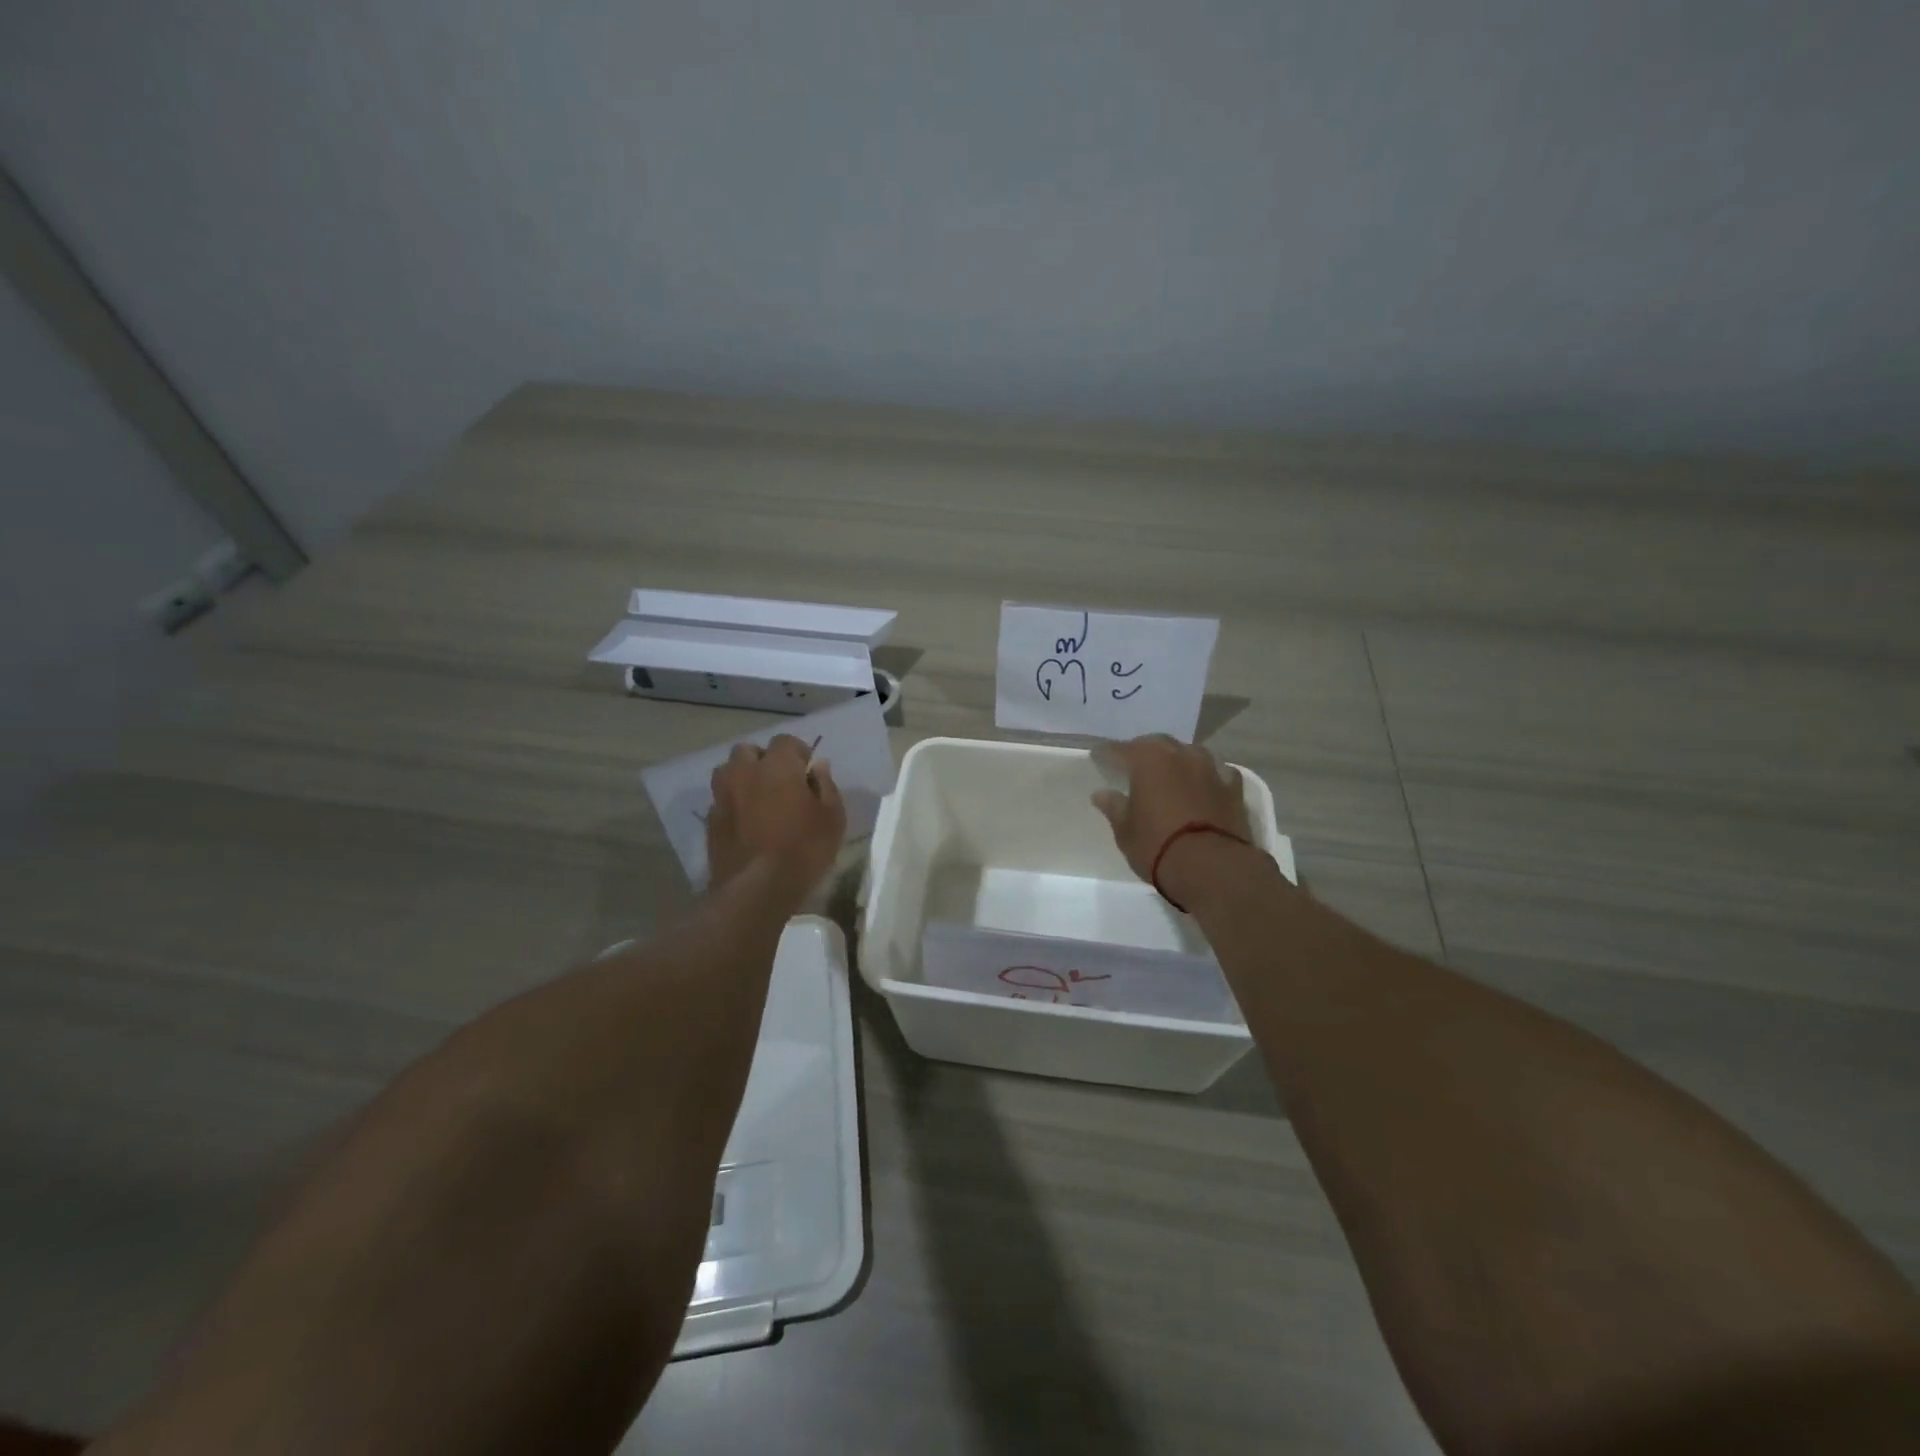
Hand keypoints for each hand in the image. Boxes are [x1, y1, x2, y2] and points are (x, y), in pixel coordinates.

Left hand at [706, 735, 846, 896]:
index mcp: (777, 766)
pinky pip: (721, 800)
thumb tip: (817, 767)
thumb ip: (825, 786)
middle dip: (763, 759)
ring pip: (728, 772)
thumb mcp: (832, 818)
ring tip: (758, 798)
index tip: (808, 771)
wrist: (756, 889)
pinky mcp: (710, 821)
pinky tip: (745, 822)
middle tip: (780, 781)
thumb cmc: (803, 849)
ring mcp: (723, 796)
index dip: (798, 753)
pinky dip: (733, 803)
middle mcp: (745, 772)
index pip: (785, 741)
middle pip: (748, 750)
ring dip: (742, 777)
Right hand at [1091, 735, 1255, 904]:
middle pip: (1157, 744)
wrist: (1212, 867)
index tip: (1098, 757)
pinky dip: (1208, 776)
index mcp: (1147, 759)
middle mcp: (1180, 754)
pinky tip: (1205, 785)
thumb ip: (1114, 807)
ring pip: (1189, 753)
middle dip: (1143, 751)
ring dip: (1177, 760)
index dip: (1106, 754)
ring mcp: (1210, 768)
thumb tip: (1101, 794)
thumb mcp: (1125, 830)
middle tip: (1133, 765)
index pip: (1120, 749)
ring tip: (1170, 774)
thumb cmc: (1157, 845)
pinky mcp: (1233, 787)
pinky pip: (1218, 772)